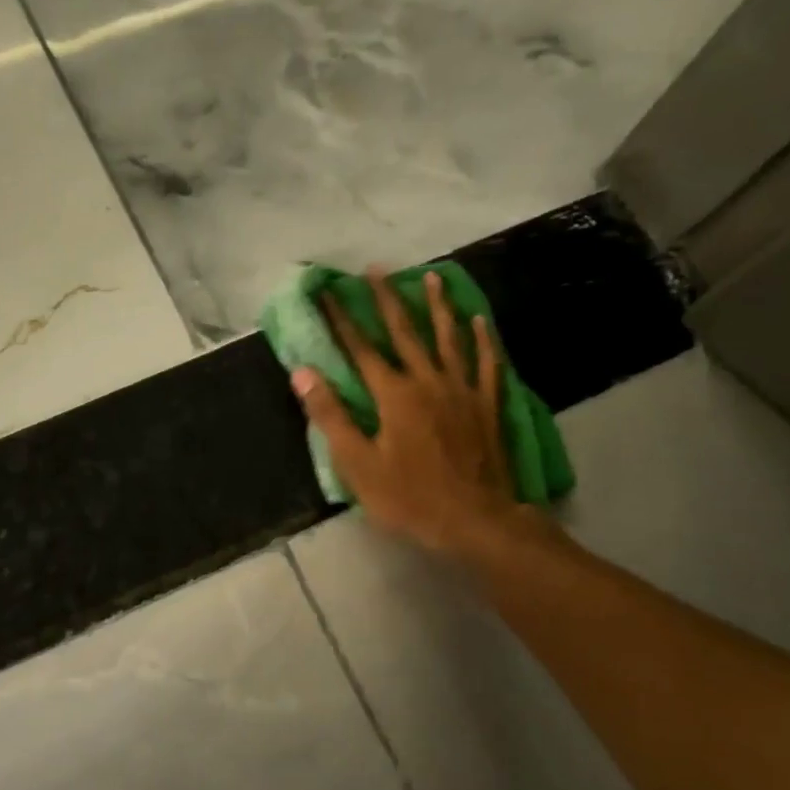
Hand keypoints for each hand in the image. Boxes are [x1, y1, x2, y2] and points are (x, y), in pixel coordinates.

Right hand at [291, 267, 541, 554]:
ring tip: (431, 277)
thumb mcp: (358, 464)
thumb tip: (302, 373)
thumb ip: (330, 416)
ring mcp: (462, 391)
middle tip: (376, 269)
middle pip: (405, 332)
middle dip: (387, 300)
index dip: (341, 320)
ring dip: (437, 306)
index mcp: (393, 395)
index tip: (327, 292)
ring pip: (448, 338)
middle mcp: (428, 381)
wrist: (475, 520)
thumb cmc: (409, 497)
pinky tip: (478, 321)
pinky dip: (482, 340)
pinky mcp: (487, 405)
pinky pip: (486, 364)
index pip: (360, 349)